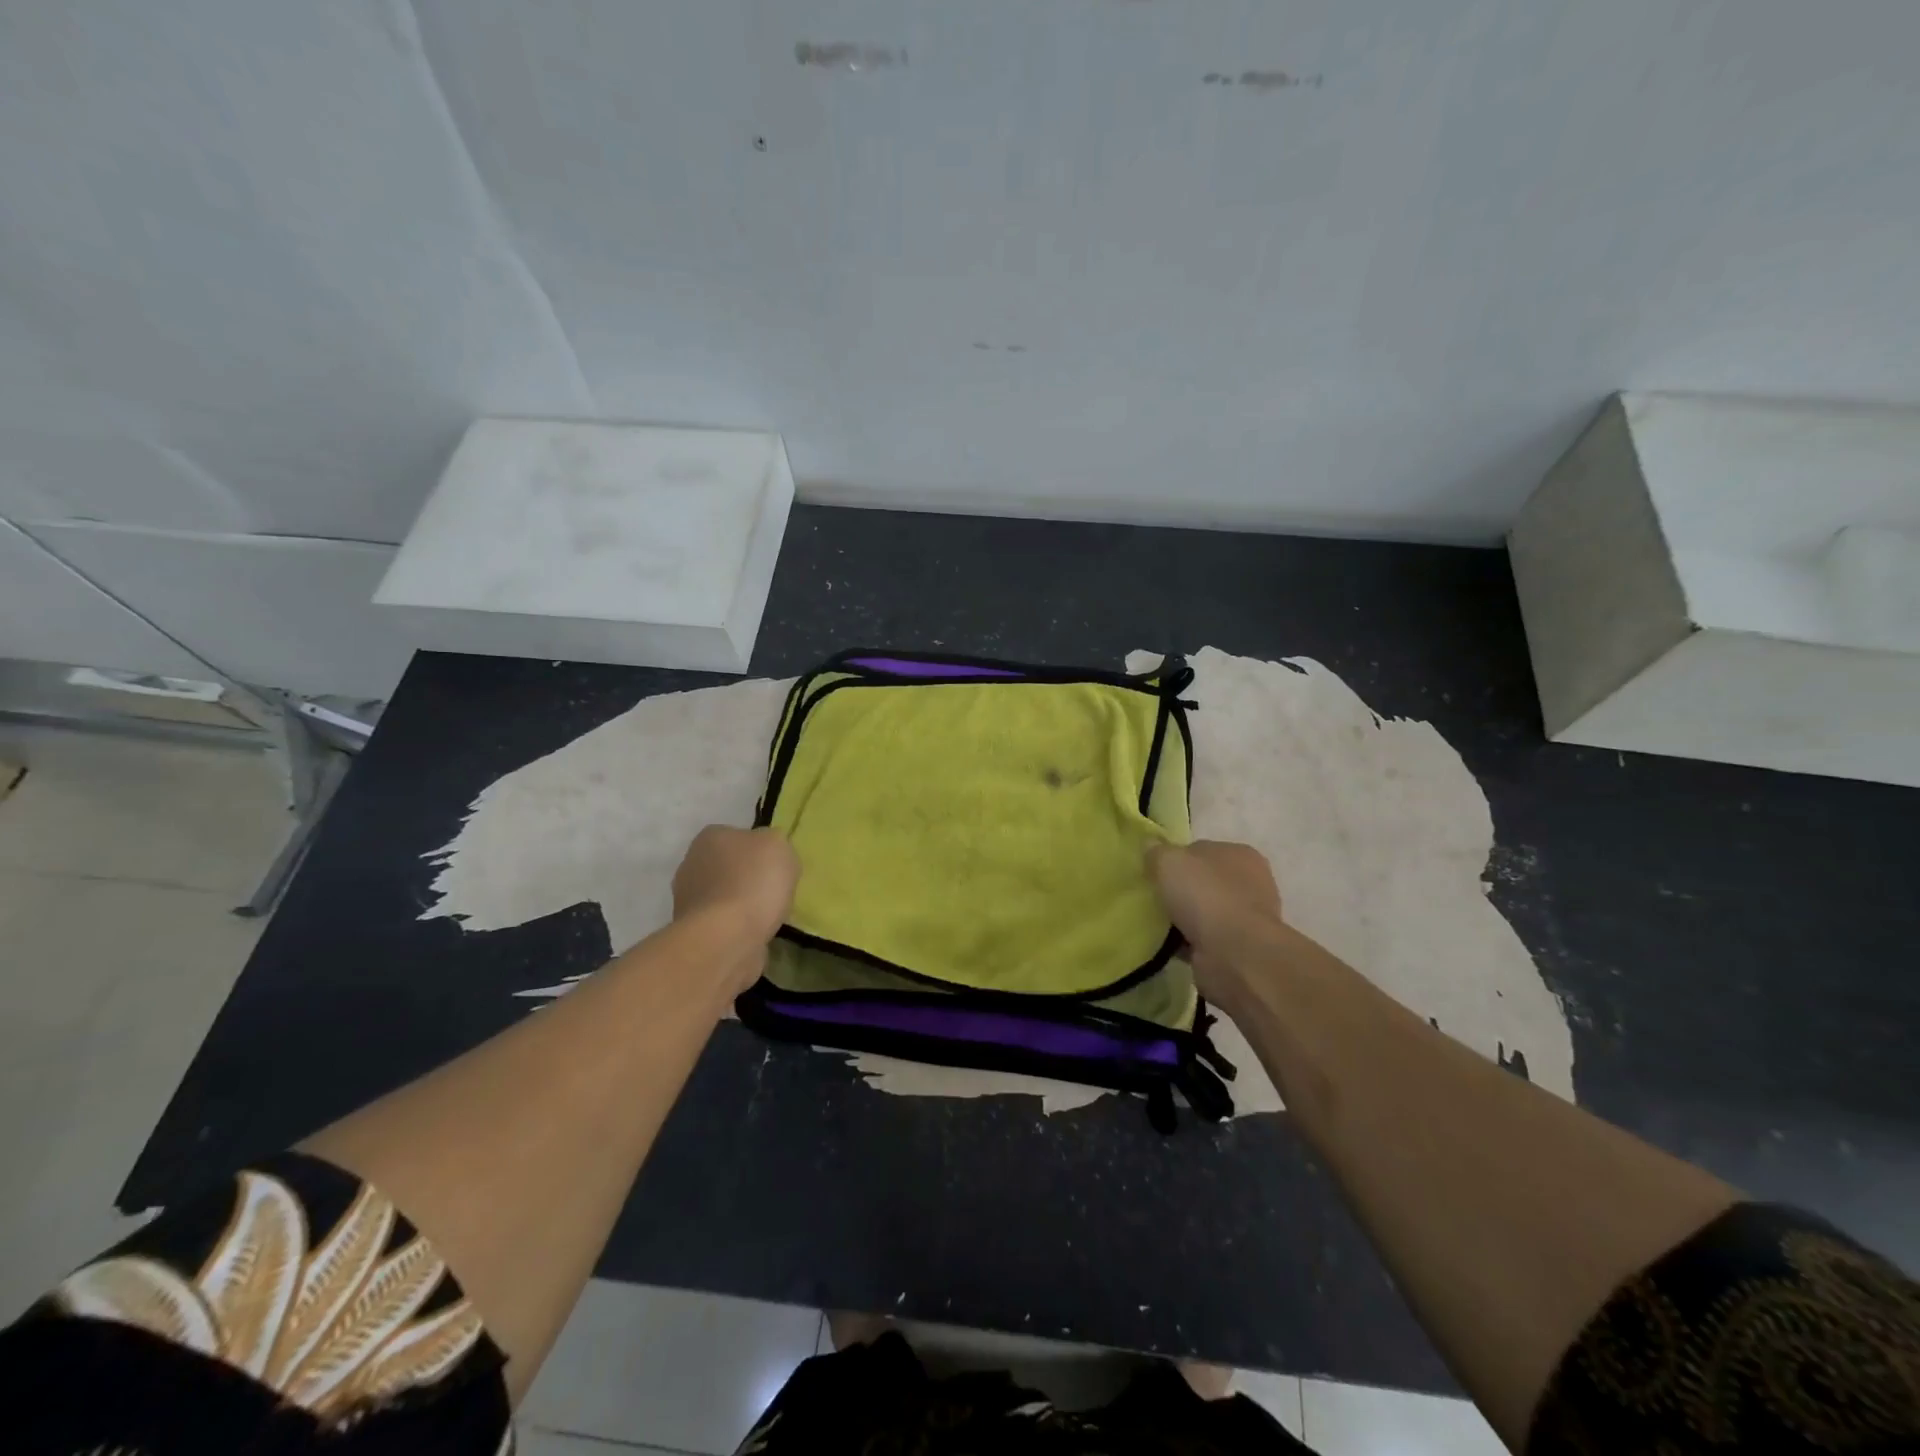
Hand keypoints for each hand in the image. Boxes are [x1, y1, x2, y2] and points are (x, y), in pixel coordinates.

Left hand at [672, 826, 798, 948]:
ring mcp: (687, 900)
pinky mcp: (692, 931)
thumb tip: (767, 851)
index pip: (737, 835)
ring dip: (740, 904)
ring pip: (722, 896)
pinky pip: (721, 923)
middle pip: (727, 866)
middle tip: (772, 890)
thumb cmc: (754, 882)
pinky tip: (754, 933)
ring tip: (766, 916)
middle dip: (746, 877)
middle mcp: (691, 864)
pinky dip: (736, 927)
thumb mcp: (779, 846)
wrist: (727, 938)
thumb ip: (773, 841)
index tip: (775, 866)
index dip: (758, 849)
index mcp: (709, 837)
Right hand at [1148, 840, 1281, 1012]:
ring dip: (1183, 919)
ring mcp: (1246, 918)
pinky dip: (1187, 943)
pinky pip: (1204, 940)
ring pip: (1204, 913)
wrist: (1234, 954)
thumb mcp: (1169, 861)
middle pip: (1203, 882)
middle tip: (1152, 897)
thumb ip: (1156, 851)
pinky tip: (1167, 945)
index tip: (1154, 872)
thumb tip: (1150, 846)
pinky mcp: (1238, 949)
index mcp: (1240, 854)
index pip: (1201, 850)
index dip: (1176, 859)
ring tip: (1155, 924)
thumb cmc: (1206, 896)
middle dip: (1180, 890)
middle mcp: (1250, 884)